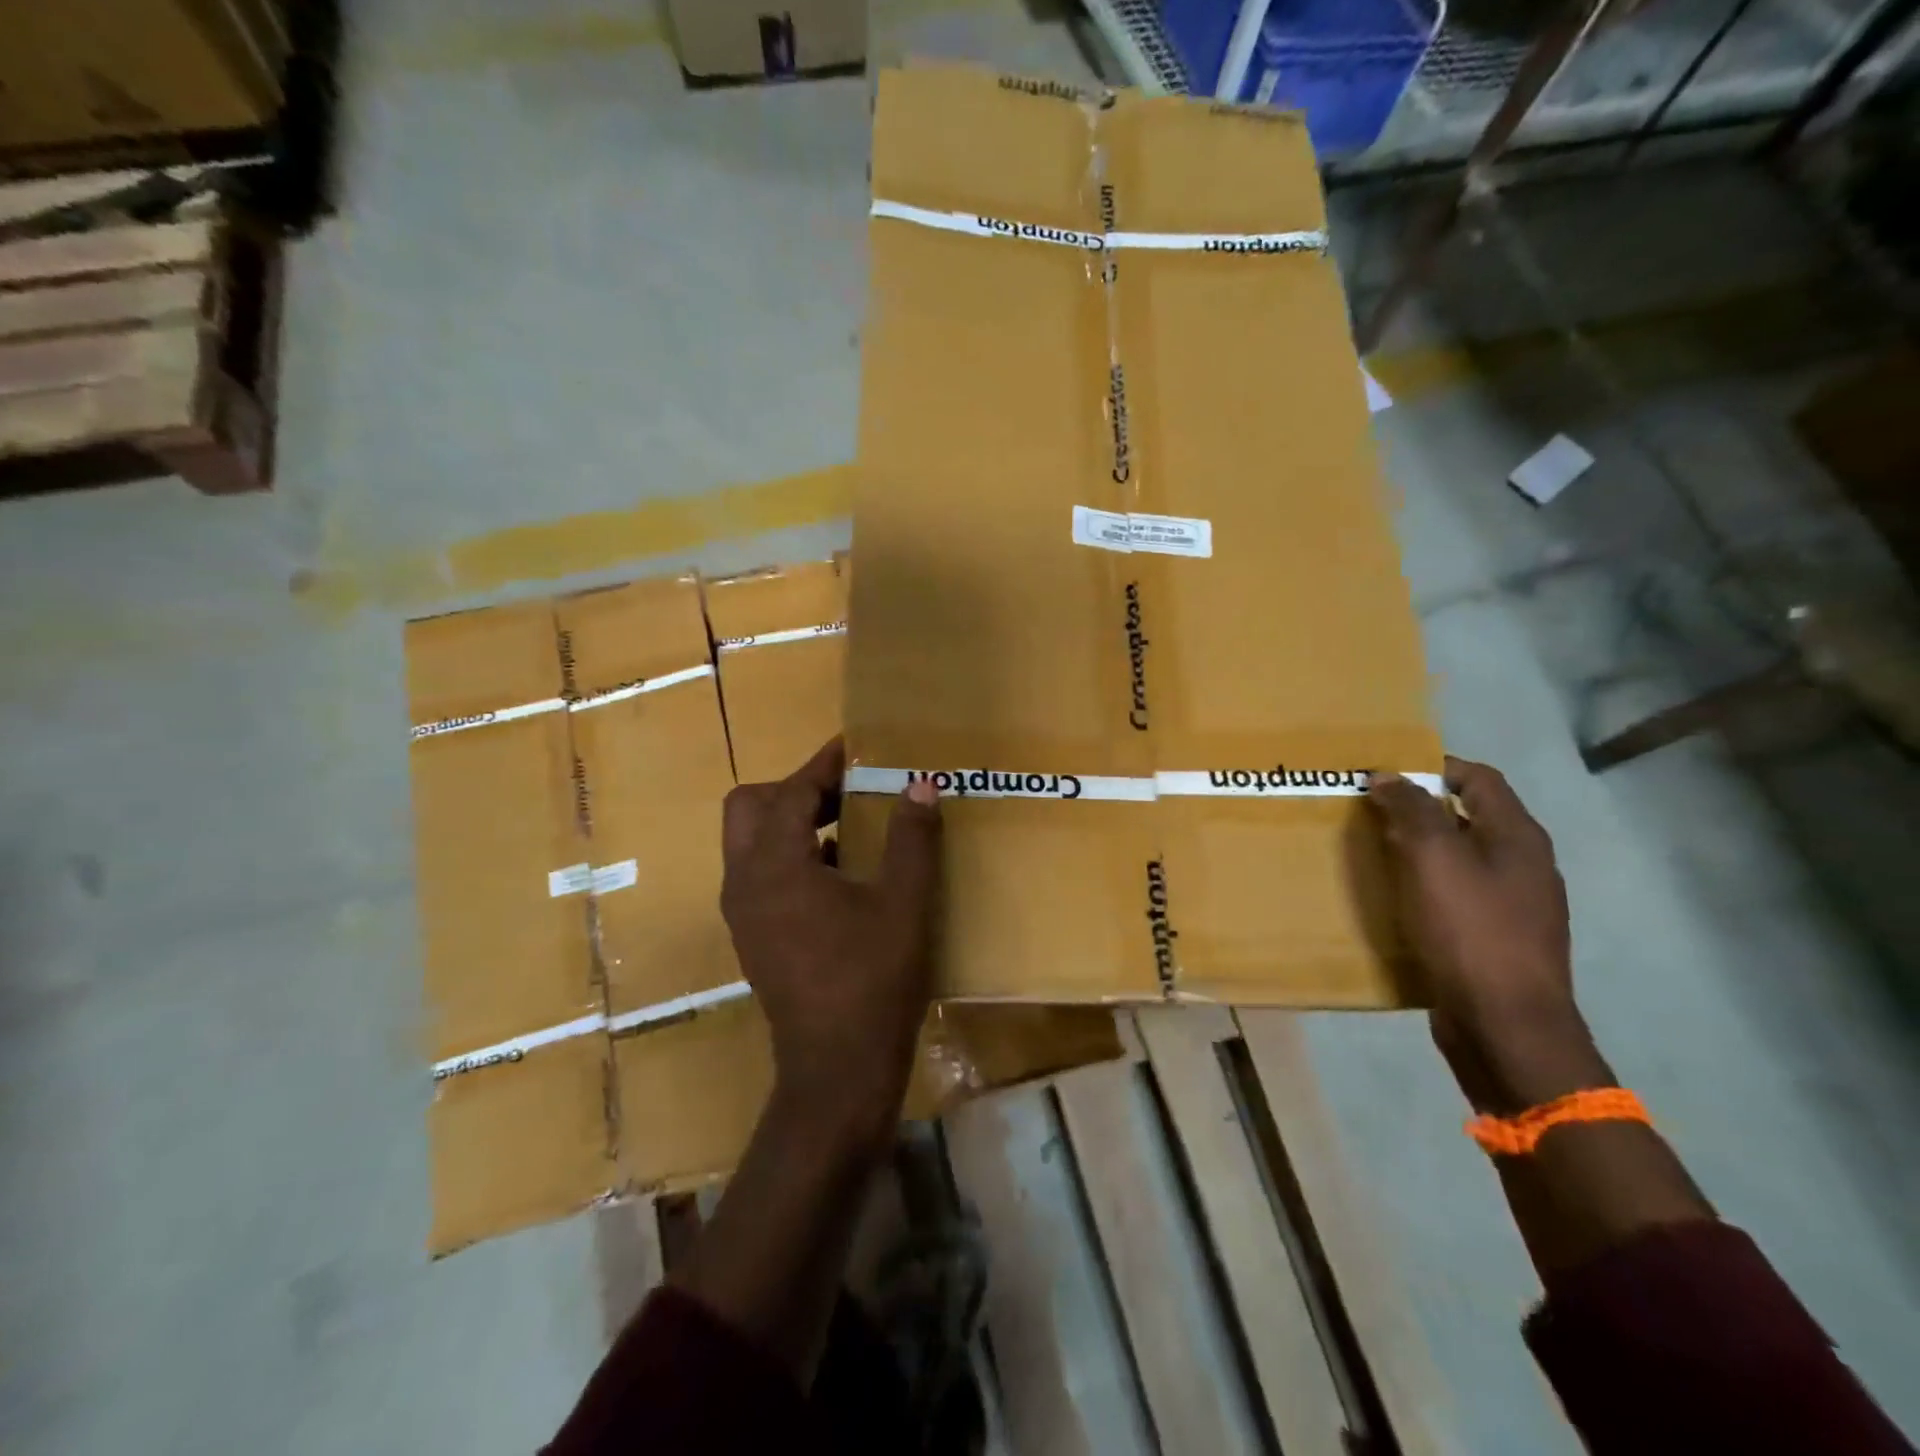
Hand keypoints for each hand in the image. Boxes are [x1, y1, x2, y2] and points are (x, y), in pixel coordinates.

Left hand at [720, 738, 942, 1144]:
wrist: (837, 1069)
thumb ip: (912, 838)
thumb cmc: (872, 980)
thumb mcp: (904, 903)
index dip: (823, 765)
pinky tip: (838, 871)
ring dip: (791, 821)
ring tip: (846, 822)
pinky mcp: (752, 936)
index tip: (855, 748)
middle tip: (844, 790)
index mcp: (775, 866)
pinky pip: (760, 873)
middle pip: (750, 808)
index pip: (790, 792)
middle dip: (794, 788)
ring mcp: (743, 913)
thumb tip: (920, 785)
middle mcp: (744, 882)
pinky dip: (790, 854)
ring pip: (750, 842)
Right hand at [1368, 757, 1608, 1111]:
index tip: (1383, 774)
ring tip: (1372, 853)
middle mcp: (1523, 865)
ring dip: (1417, 850)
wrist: (1505, 1025)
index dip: (1431, 767)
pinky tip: (1395, 900)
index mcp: (1518, 837)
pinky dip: (1424, 887)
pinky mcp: (1496, 940)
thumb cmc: (1470, 931)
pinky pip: (1456, 896)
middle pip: (1467, 818)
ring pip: (1459, 859)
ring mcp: (1514, 906)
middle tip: (1367, 813)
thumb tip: (1388, 776)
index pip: (1478, 778)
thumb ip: (1411, 810)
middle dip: (1417, 810)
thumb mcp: (1433, 859)